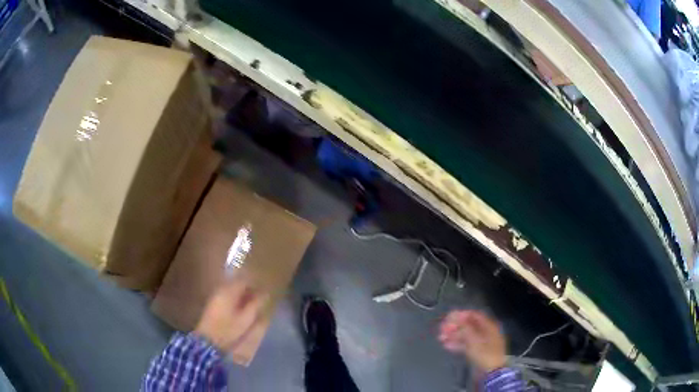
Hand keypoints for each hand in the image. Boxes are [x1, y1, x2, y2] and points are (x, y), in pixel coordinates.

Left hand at [194, 277, 265, 351]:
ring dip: (242, 296)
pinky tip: (240, 309)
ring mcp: (215, 296)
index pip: (244, 280)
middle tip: (259, 300)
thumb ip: (256, 304)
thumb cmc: (229, 328)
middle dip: (248, 290)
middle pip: (237, 284)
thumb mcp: (246, 318)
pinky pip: (226, 297)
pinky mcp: (213, 304)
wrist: (209, 340)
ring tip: (251, 305)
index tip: (263, 292)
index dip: (255, 285)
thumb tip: (265, 293)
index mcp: (229, 291)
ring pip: (232, 291)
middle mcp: (221, 289)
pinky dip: (235, 300)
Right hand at [438, 310, 505, 372]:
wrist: (491, 372)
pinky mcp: (476, 352)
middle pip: (468, 325)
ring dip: (453, 336)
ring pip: (466, 336)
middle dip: (455, 326)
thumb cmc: (484, 353)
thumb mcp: (474, 340)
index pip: (474, 315)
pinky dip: (456, 344)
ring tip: (441, 338)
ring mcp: (481, 342)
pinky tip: (446, 346)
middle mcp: (485, 332)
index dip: (461, 315)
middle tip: (442, 329)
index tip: (448, 317)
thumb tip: (456, 317)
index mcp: (488, 326)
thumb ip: (464, 327)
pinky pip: (466, 345)